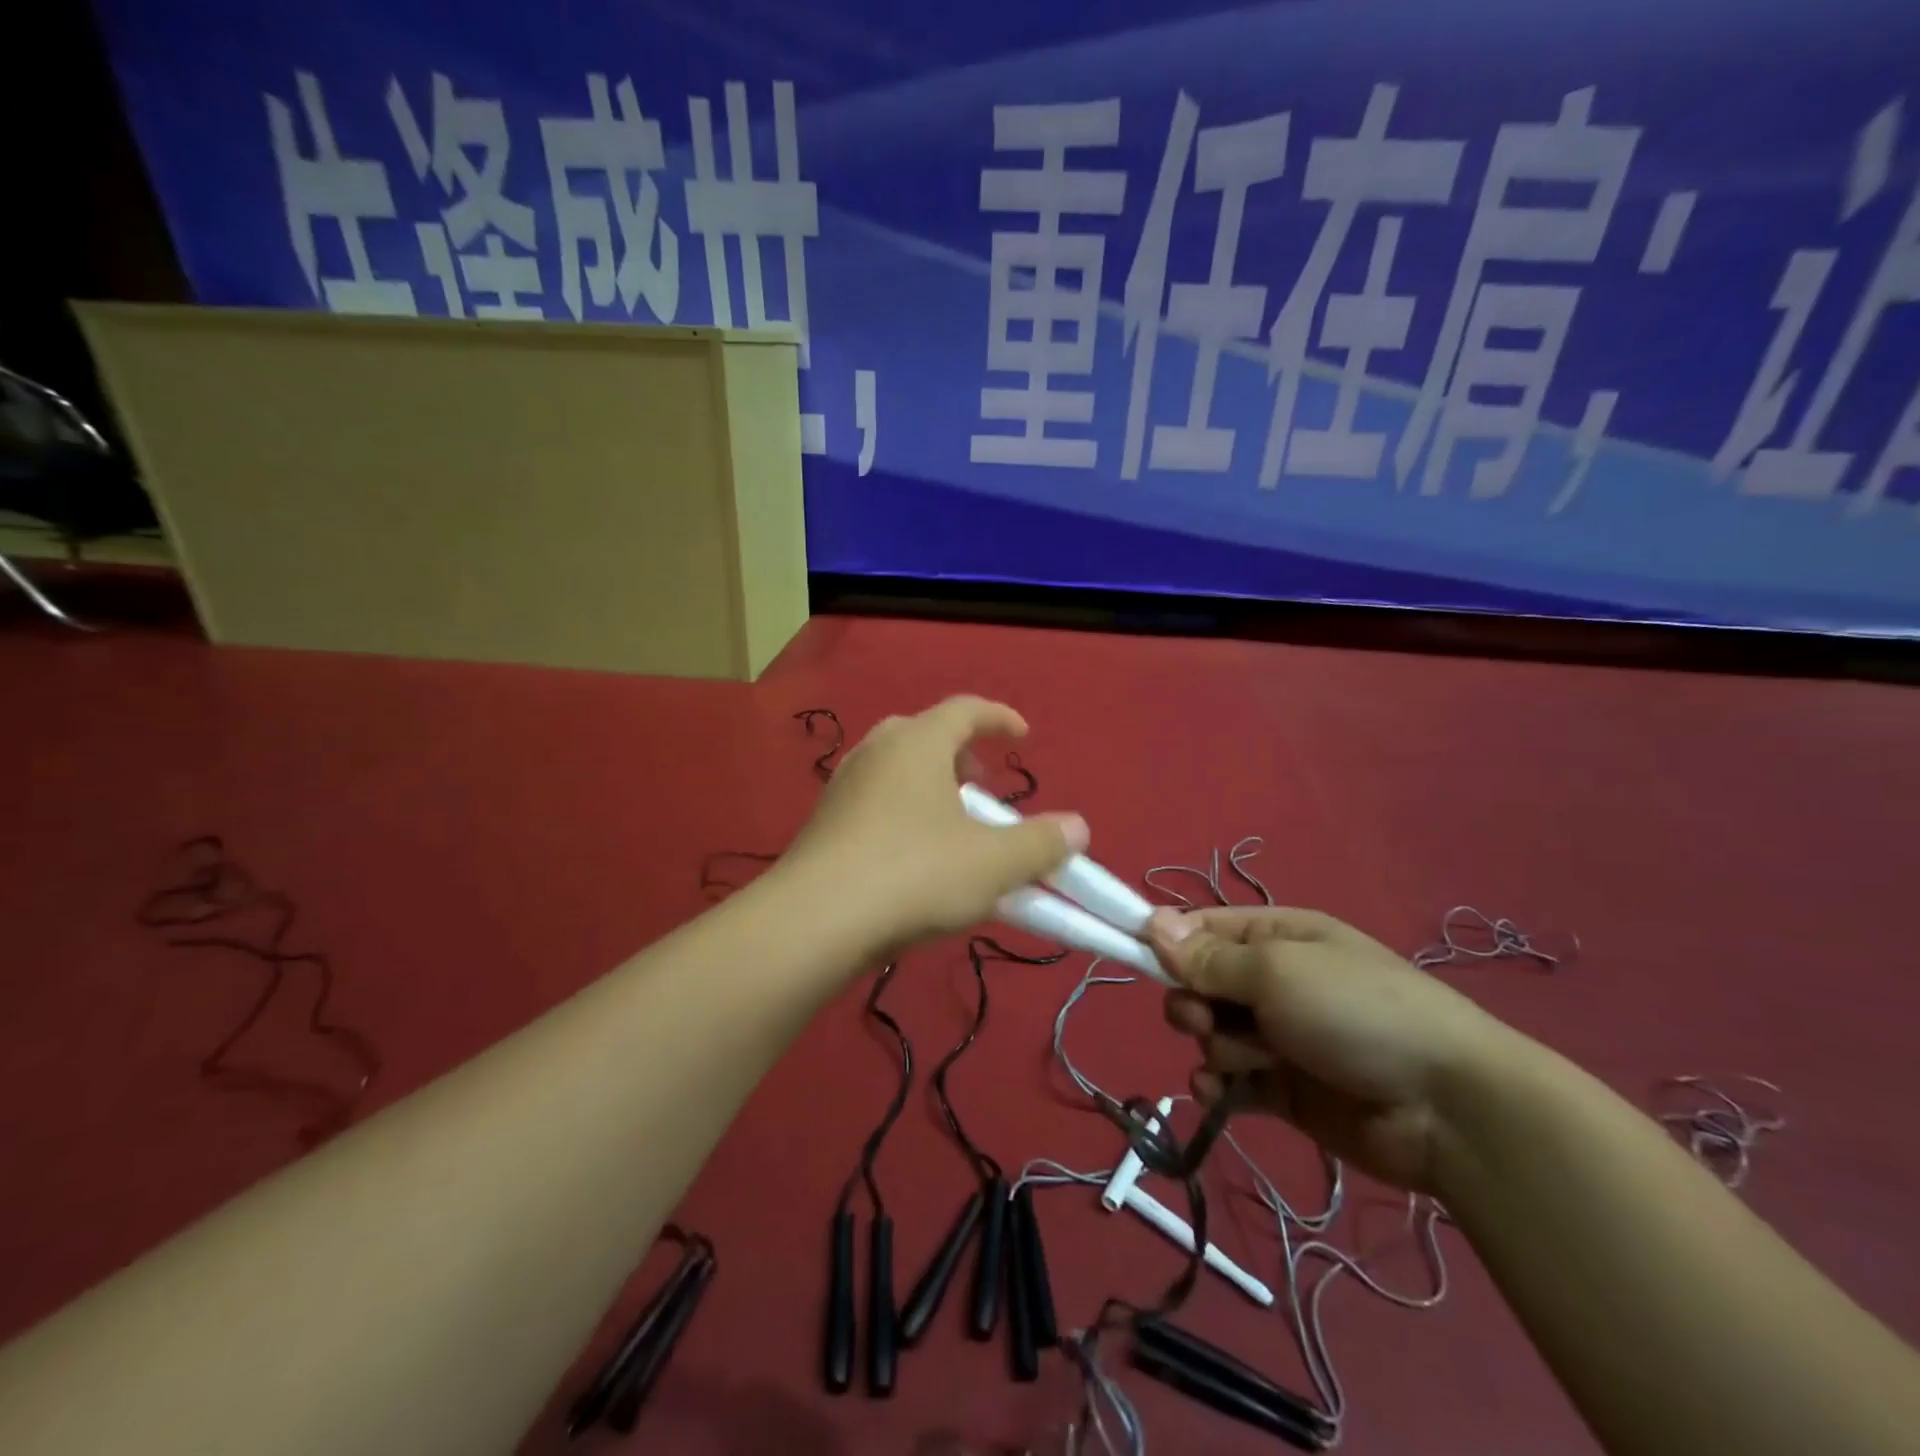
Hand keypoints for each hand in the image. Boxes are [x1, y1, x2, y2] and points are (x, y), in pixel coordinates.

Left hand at [784, 696, 1087, 952]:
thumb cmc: (913, 875)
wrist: (814, 921)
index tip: (1024, 736)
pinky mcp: (824, 823)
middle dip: (962, 755)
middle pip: (925, 735)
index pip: (965, 709)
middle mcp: (876, 752)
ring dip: (931, 787)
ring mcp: (844, 787)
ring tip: (953, 827)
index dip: (999, 718)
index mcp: (917, 742)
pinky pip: (875, 802)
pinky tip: (914, 858)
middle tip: (983, 787)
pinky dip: (904, 813)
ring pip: (896, 770)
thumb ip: (1041, 844)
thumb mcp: (992, 863)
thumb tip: (1077, 827)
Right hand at [1146, 906, 1514, 1191]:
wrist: (1447, 1109)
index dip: (1168, 942)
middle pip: (1200, 983)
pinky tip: (1222, 1092)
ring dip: (1215, 1046)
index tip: (1138, 957)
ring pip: (1210, 1033)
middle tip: (1206, 1018)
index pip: (1203, 929)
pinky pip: (1227, 1079)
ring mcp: (1277, 1035)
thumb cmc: (1356, 1012)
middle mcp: (1273, 981)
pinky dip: (1218, 1085)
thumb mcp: (1277, 971)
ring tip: (1248, 1060)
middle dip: (1193, 1001)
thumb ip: (1208, 957)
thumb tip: (1151, 922)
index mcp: (1276, 937)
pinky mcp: (1281, 1087)